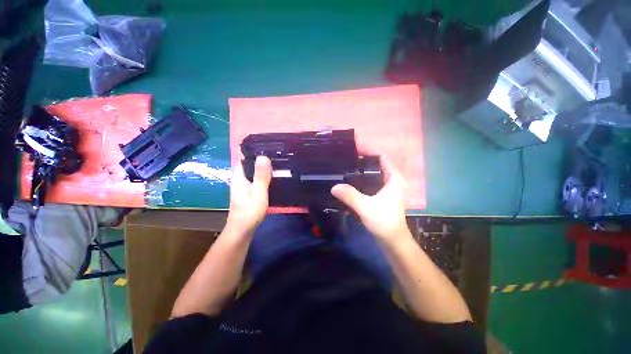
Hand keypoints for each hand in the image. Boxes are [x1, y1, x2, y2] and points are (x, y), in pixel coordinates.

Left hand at [226, 156, 271, 234]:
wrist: (242, 230)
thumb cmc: (249, 211)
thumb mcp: (258, 192)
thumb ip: (261, 176)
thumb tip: (263, 156)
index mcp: (239, 176)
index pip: (244, 157)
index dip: (255, 151)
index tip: (269, 147)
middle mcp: (240, 179)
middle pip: (250, 164)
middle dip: (262, 159)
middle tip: (278, 155)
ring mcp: (244, 186)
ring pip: (254, 172)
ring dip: (264, 168)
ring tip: (278, 163)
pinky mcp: (249, 192)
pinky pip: (257, 179)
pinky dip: (264, 176)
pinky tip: (274, 177)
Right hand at [331, 156, 409, 241]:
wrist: (392, 241)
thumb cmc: (384, 221)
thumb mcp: (365, 206)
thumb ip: (350, 195)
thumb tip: (334, 187)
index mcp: (394, 178)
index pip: (382, 157)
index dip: (368, 152)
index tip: (353, 152)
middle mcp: (392, 181)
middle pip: (376, 165)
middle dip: (362, 163)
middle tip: (346, 161)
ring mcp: (388, 189)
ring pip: (373, 175)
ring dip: (361, 173)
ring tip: (345, 170)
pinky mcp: (382, 196)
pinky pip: (371, 184)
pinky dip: (362, 182)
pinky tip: (350, 183)